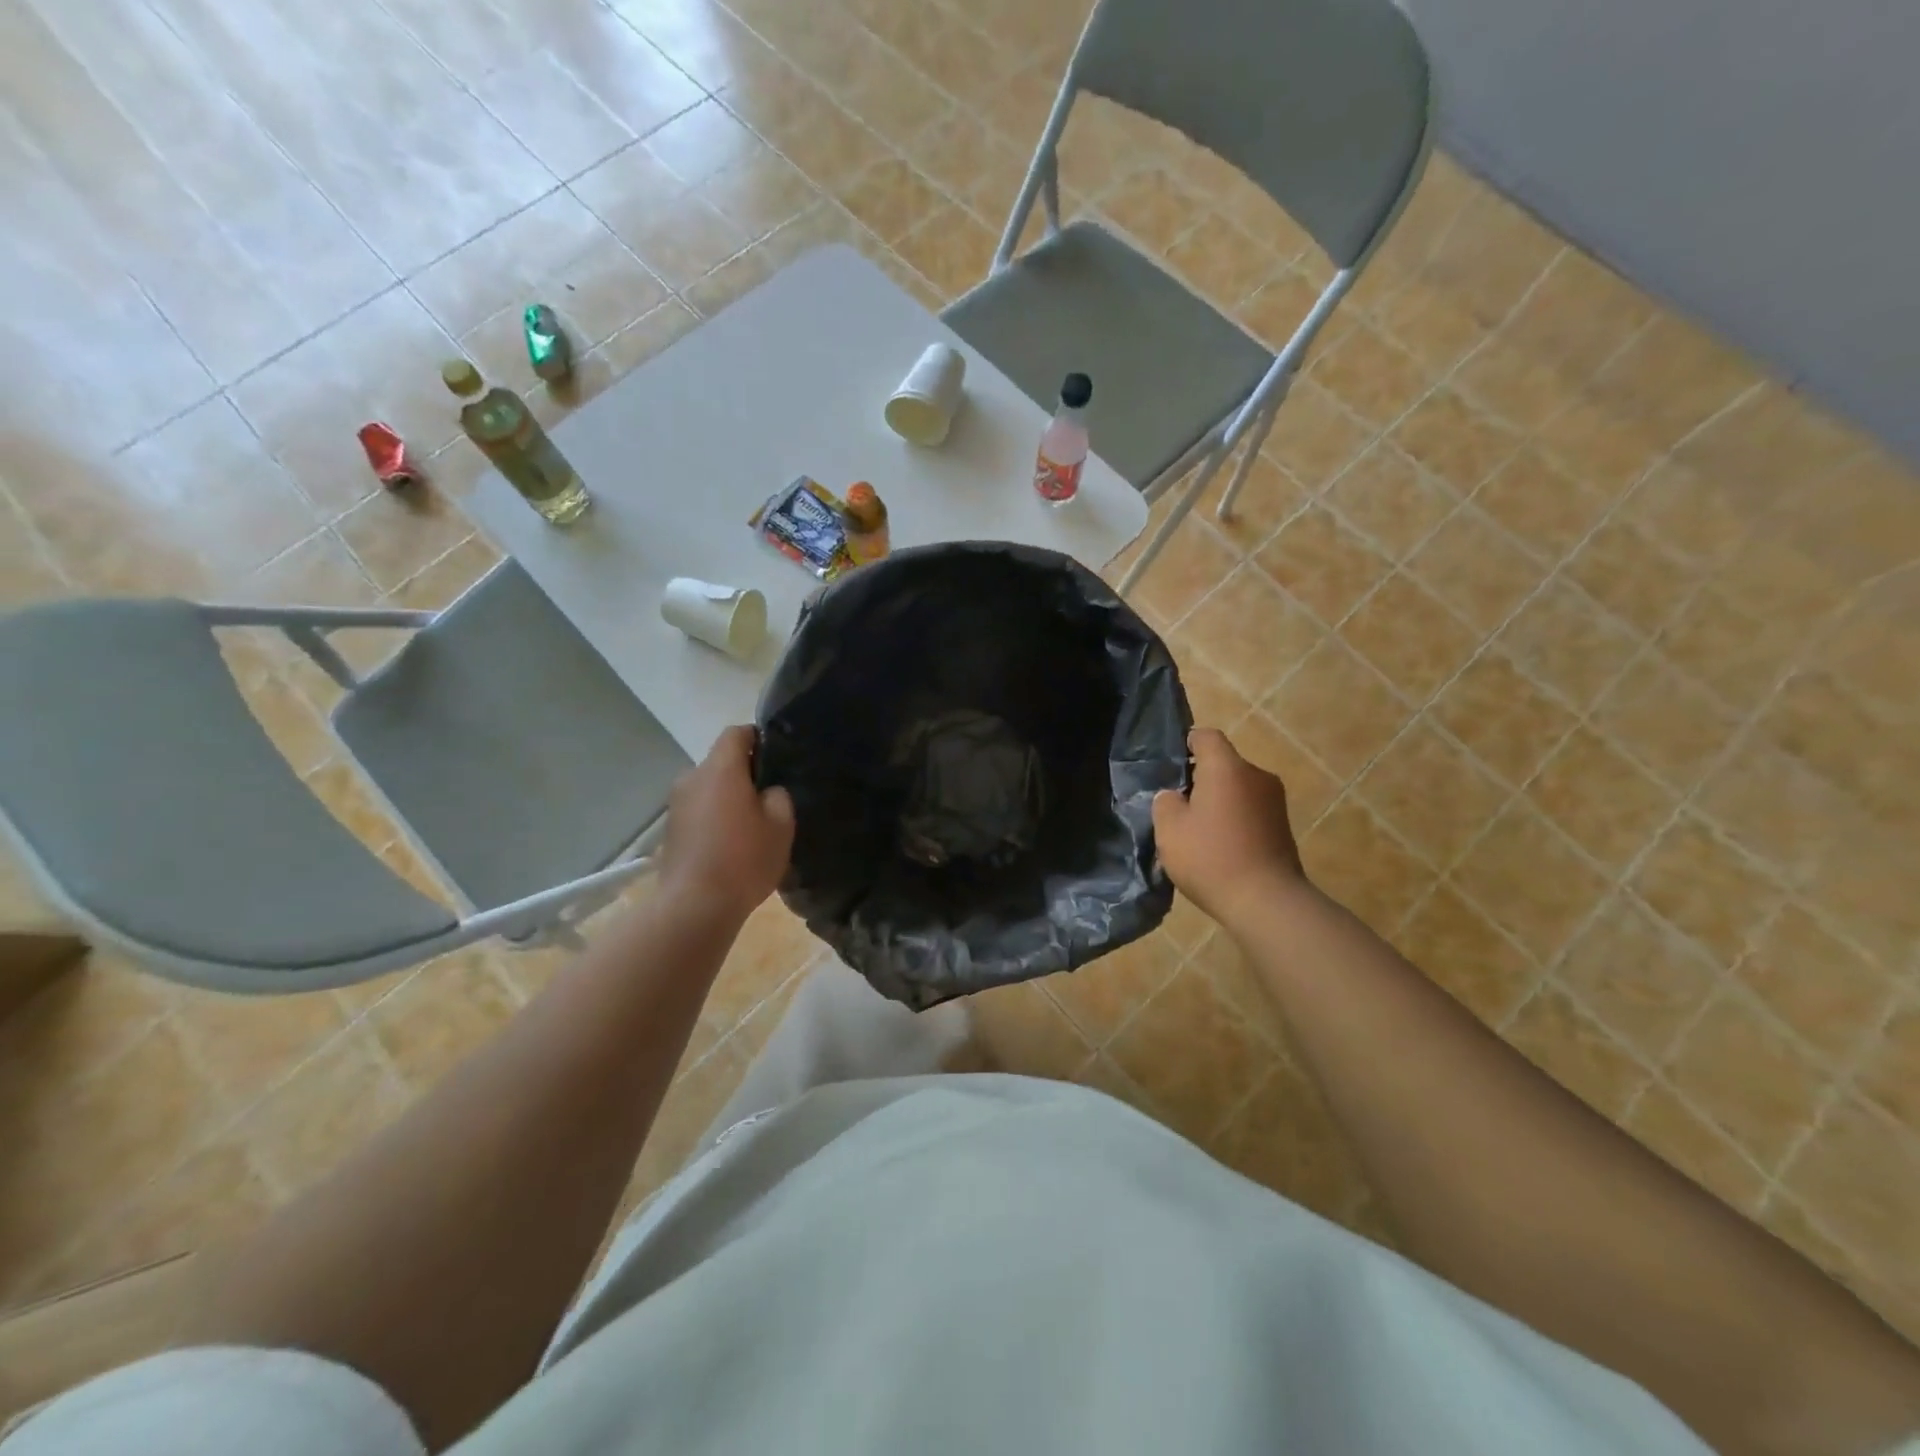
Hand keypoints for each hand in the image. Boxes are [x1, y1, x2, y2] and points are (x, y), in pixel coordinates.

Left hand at [658, 726, 795, 924]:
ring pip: (710, 787)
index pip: (736, 733)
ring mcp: (677, 804)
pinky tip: (731, 843)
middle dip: (745, 773)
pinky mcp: (671, 829)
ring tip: (751, 824)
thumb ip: (778, 796)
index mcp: (720, 769)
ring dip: (728, 797)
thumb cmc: (743, 859)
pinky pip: (700, 810)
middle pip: (721, 762)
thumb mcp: (781, 825)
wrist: (694, 906)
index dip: (758, 738)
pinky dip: (715, 817)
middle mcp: (692, 778)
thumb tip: (767, 791)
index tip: (776, 756)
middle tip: (770, 797)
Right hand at [1152, 728, 1305, 928]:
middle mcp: (1256, 776)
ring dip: (1218, 801)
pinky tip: (1219, 847)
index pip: (1206, 737)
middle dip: (1200, 779)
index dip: (1186, 744)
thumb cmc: (1211, 858)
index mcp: (1227, 768)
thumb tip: (1175, 797)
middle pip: (1223, 764)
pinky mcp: (1283, 826)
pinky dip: (1234, 819)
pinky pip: (1250, 810)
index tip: (1171, 764)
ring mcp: (1274, 801)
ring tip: (1198, 830)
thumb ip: (1165, 802)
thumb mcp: (1170, 829)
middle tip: (1177, 805)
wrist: (1266, 902)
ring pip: (1237, 789)